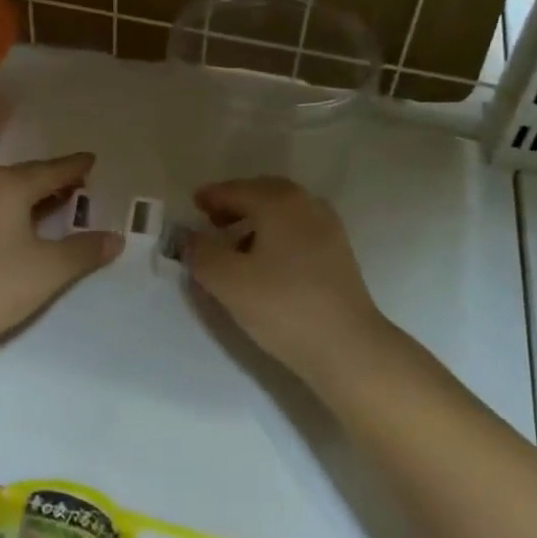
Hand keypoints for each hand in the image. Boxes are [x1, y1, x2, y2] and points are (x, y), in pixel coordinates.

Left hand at [0, 154, 122, 348]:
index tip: (92, 160)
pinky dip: (13, 207)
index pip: (51, 170)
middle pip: (26, 176)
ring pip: (6, 191)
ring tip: (56, 201)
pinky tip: (22, 223)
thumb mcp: (51, 268)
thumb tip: (116, 239)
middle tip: (79, 181)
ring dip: (32, 194)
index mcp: (9, 185)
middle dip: (53, 178)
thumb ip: (86, 250)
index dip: (75, 167)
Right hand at [185, 177, 388, 388]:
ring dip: (256, 220)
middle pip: (264, 194)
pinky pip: (298, 231)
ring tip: (234, 246)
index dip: (212, 196)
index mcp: (279, 202)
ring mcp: (328, 229)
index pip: (237, 190)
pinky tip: (265, 263)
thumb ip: (202, 253)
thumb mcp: (228, 281)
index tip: (193, 204)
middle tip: (211, 220)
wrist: (346, 347)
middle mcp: (307, 205)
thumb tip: (190, 237)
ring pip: (284, 213)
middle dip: (236, 204)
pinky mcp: (338, 255)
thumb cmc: (282, 306)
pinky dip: (276, 235)